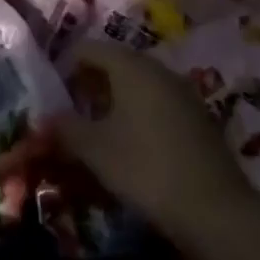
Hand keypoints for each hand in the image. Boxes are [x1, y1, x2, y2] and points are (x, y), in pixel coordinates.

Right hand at [57, 41, 254, 250]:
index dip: (64, 66)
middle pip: (114, 63)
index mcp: (131, 66)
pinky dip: (137, 114)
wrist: (216, 211)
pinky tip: (129, 143)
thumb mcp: (95, 149)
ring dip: (113, 100)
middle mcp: (158, 70)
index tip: (50, 92)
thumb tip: (44, 118)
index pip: (88, 49)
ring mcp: (182, 93)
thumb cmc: (145, 168)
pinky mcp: (197, 118)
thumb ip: (65, 127)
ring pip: (137, 84)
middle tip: (69, 111)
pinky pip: (157, 103)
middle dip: (88, 84)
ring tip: (95, 129)